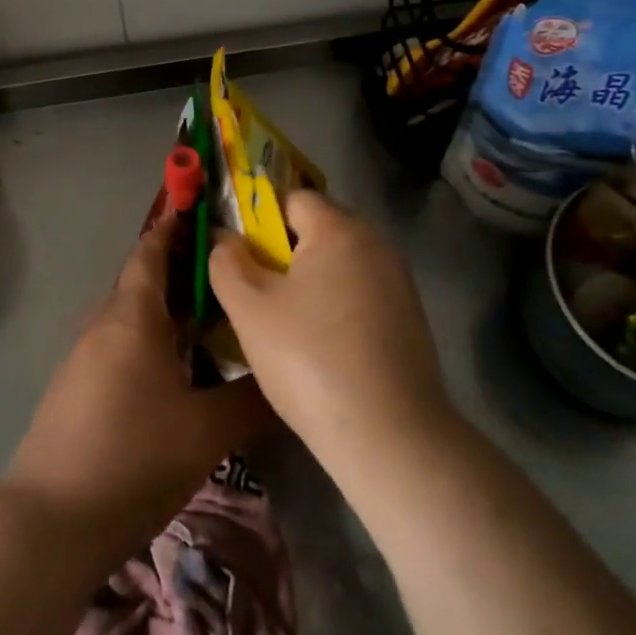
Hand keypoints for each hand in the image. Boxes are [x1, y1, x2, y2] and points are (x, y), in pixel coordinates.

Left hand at [2, 216, 271, 564]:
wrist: (50, 522)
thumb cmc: (134, 458)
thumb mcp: (207, 432)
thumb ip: (251, 399)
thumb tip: (282, 375)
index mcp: (133, 317)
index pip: (152, 251)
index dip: (175, 227)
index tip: (204, 212)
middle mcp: (103, 324)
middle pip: (142, 280)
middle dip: (180, 271)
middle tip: (226, 276)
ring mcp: (83, 356)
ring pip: (130, 315)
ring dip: (165, 310)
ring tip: (209, 323)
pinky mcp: (74, 387)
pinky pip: (117, 343)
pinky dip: (147, 339)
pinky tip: (174, 370)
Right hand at [209, 191, 449, 467]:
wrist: (391, 436)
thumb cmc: (310, 359)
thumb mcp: (250, 309)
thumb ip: (227, 262)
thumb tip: (225, 238)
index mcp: (340, 229)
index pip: (293, 198)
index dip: (260, 221)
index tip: (242, 260)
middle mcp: (377, 243)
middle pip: (319, 230)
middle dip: (284, 255)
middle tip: (259, 297)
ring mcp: (399, 282)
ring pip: (340, 266)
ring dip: (311, 285)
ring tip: (287, 329)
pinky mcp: (411, 319)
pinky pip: (362, 296)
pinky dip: (338, 310)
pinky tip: (323, 350)